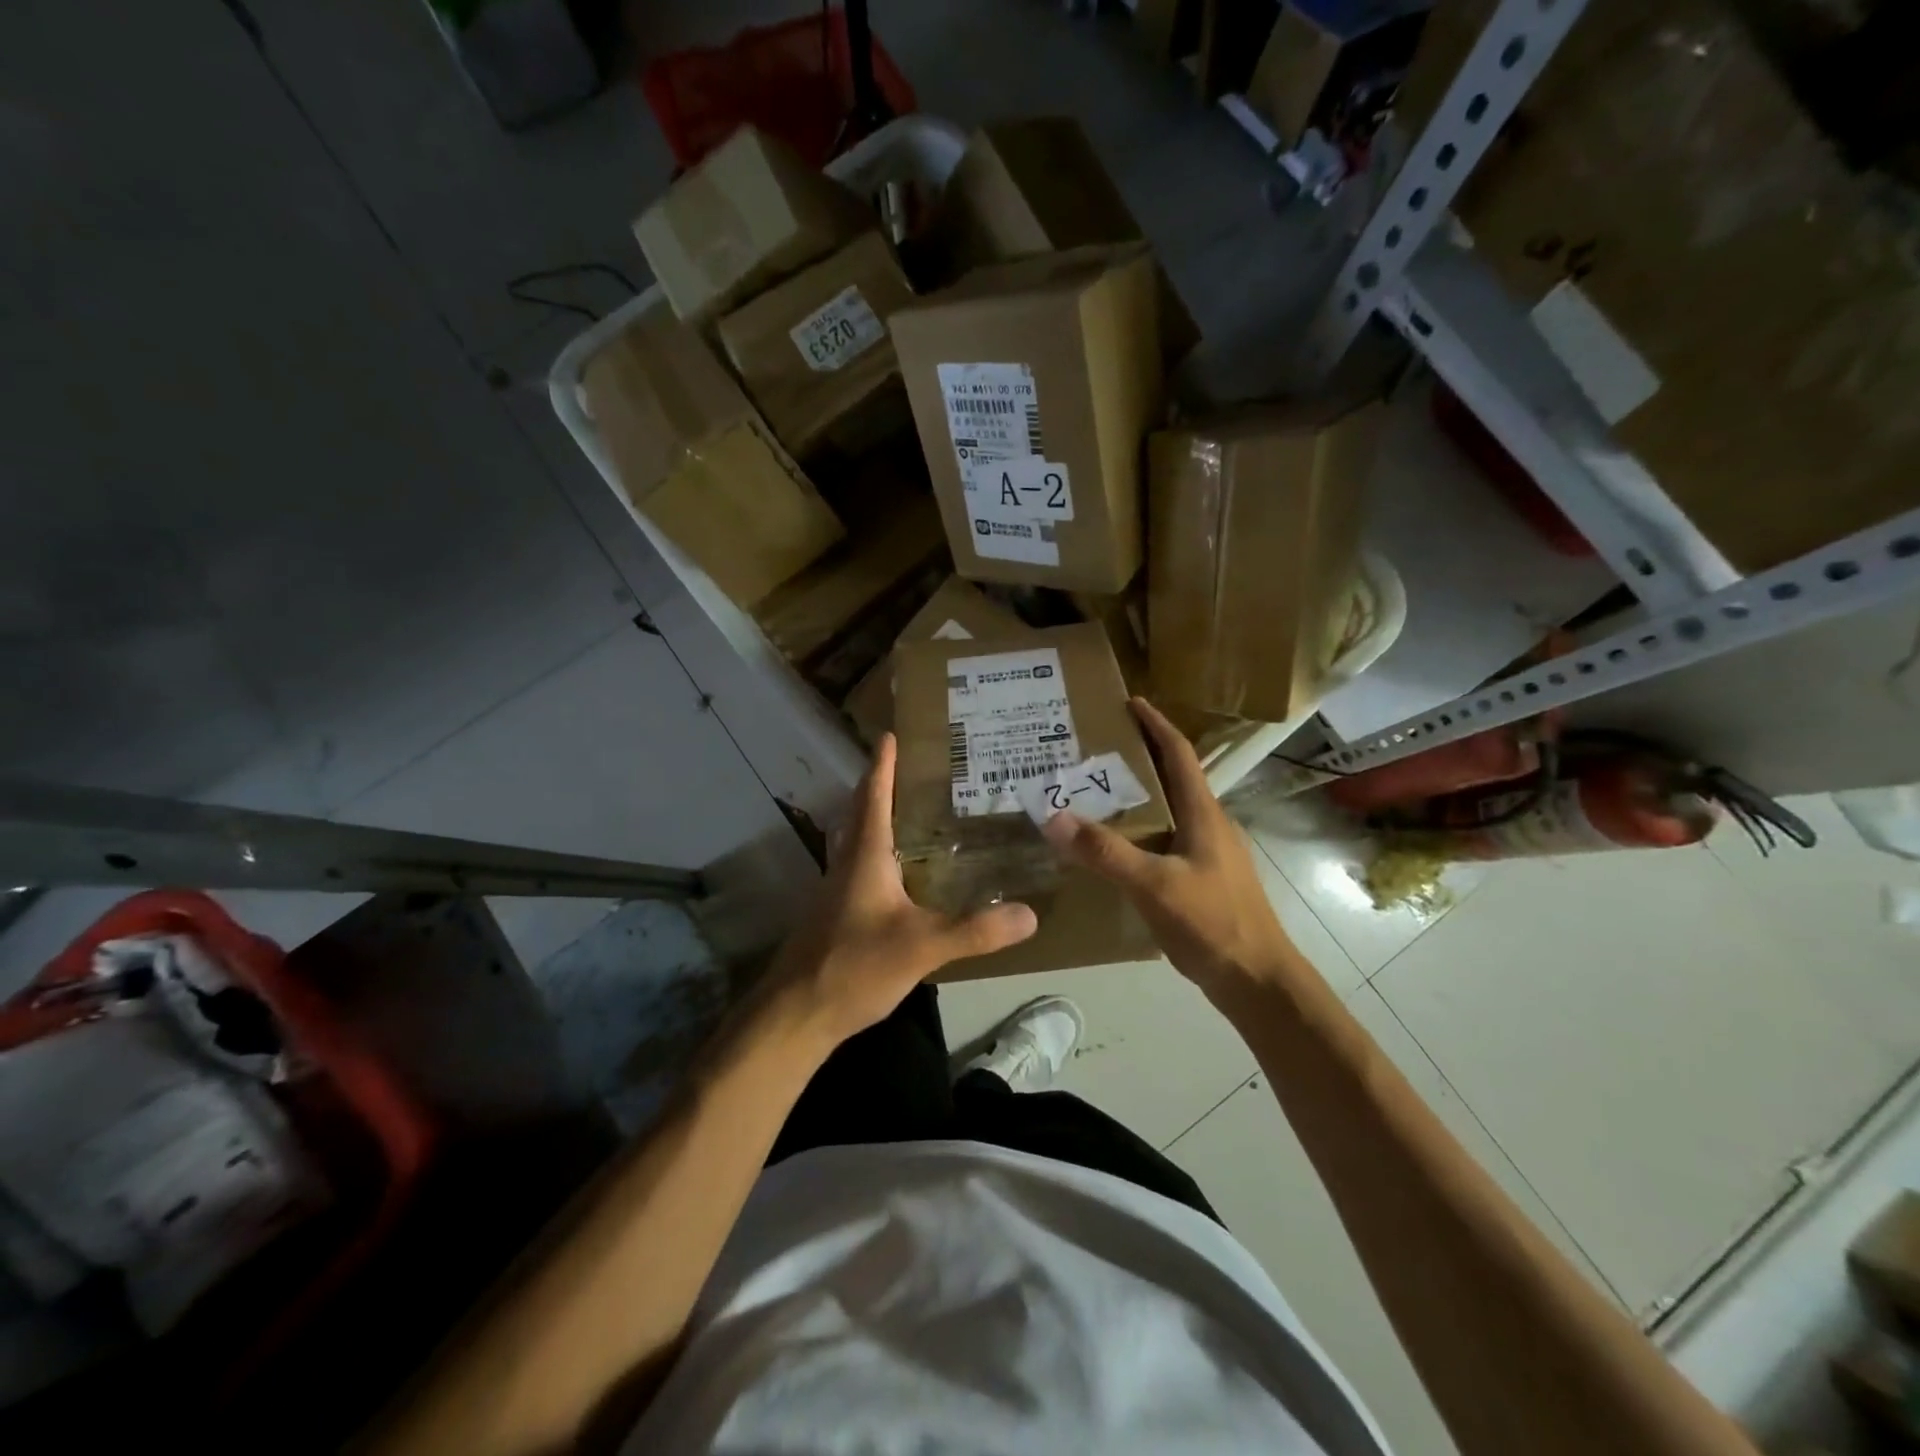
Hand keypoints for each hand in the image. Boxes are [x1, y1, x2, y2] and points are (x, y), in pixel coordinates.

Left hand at [771, 733, 1037, 1048]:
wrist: (795, 1014)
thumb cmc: (853, 966)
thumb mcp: (922, 947)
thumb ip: (975, 931)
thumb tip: (1029, 914)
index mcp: (865, 857)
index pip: (874, 798)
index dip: (883, 765)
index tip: (889, 735)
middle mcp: (847, 865)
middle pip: (862, 813)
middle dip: (883, 787)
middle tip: (914, 770)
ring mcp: (837, 891)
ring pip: (859, 842)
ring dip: (880, 820)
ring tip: (915, 814)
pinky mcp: (836, 916)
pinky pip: (862, 869)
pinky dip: (881, 855)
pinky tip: (903, 876)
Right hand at [1040, 698, 1297, 997]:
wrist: (1257, 981)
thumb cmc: (1214, 923)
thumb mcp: (1154, 885)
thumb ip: (1105, 852)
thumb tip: (1053, 817)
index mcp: (1203, 814)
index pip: (1179, 754)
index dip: (1156, 724)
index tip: (1130, 702)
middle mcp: (1207, 825)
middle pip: (1172, 777)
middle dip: (1139, 756)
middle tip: (1095, 749)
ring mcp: (1207, 854)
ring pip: (1168, 810)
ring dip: (1137, 794)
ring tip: (1095, 792)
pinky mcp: (1201, 879)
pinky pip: (1164, 839)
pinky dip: (1138, 829)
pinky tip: (1114, 847)